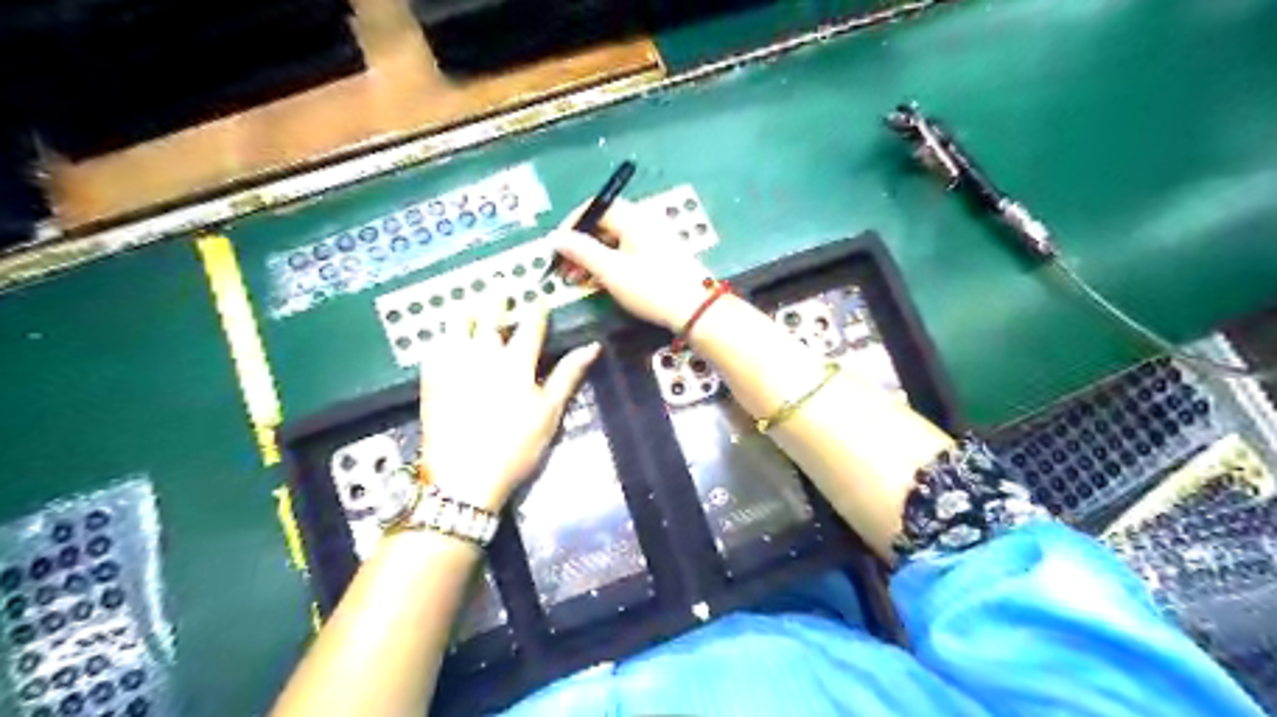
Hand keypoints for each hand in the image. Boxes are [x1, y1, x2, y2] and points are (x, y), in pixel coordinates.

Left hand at [417, 298, 601, 513]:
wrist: (463, 477)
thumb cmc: (515, 447)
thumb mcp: (549, 413)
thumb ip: (568, 375)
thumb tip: (592, 346)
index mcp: (516, 362)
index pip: (530, 325)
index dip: (536, 308)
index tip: (539, 297)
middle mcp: (483, 354)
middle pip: (489, 316)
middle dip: (497, 299)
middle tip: (500, 288)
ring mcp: (453, 364)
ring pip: (457, 324)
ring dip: (466, 310)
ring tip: (470, 303)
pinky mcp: (431, 379)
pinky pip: (434, 347)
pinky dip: (442, 336)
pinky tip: (444, 337)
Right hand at [551, 195, 715, 325]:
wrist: (695, 310)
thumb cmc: (652, 288)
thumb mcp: (611, 271)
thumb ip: (581, 251)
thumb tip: (556, 237)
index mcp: (632, 217)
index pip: (594, 207)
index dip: (571, 225)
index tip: (557, 248)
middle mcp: (643, 221)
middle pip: (603, 224)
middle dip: (580, 245)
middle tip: (564, 269)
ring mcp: (653, 238)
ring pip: (613, 240)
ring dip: (592, 257)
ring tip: (578, 280)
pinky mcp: (659, 256)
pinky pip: (626, 252)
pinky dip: (609, 263)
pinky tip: (600, 282)